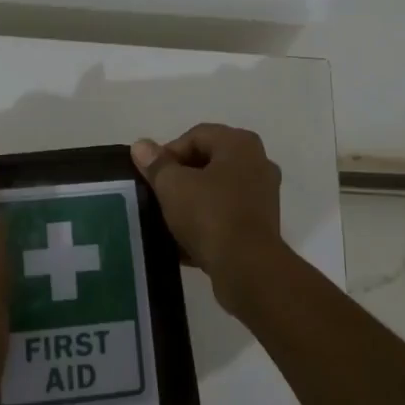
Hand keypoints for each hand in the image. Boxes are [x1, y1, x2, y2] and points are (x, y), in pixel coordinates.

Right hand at [131, 124, 285, 312]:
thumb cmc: (210, 215)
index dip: (168, 153)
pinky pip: (226, 216)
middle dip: (180, 178)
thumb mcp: (173, 185)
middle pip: (207, 162)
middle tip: (157, 196)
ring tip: (168, 220)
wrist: (247, 269)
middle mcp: (257, 163)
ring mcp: (262, 196)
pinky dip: (206, 224)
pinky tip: (184, 242)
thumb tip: (141, 146)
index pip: (196, 136)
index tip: (151, 177)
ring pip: (217, 192)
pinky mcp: (261, 226)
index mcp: (240, 144)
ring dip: (192, 203)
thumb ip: (156, 164)